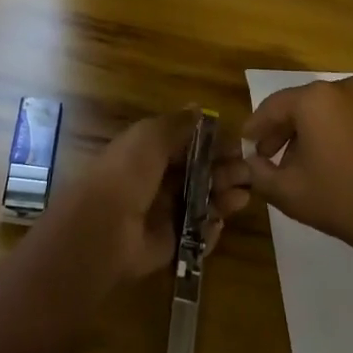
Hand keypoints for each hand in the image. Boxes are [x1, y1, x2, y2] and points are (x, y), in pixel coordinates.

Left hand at [51, 109, 252, 282]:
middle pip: (199, 175)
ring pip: (202, 204)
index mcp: (148, 153)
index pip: (188, 146)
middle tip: (247, 173)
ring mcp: (163, 214)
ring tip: (242, 197)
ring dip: (223, 198)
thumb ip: (178, 124)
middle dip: (224, 172)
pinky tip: (219, 223)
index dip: (213, 145)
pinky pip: (197, 236)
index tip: (239, 146)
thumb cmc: (128, 172)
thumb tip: (199, 108)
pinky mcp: (170, 245)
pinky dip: (210, 230)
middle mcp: (157, 182)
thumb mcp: (151, 136)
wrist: (105, 227)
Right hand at [242, 77, 352, 249]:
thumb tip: (250, 164)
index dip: (255, 127)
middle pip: (300, 105)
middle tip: (268, 155)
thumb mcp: (289, 191)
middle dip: (282, 130)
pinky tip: (330, 159)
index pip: (272, 107)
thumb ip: (260, 174)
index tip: (246, 145)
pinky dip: (334, 132)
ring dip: (309, 132)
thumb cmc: (341, 197)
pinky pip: (350, 117)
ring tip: (298, 162)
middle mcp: (343, 88)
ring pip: (327, 111)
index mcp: (315, 98)